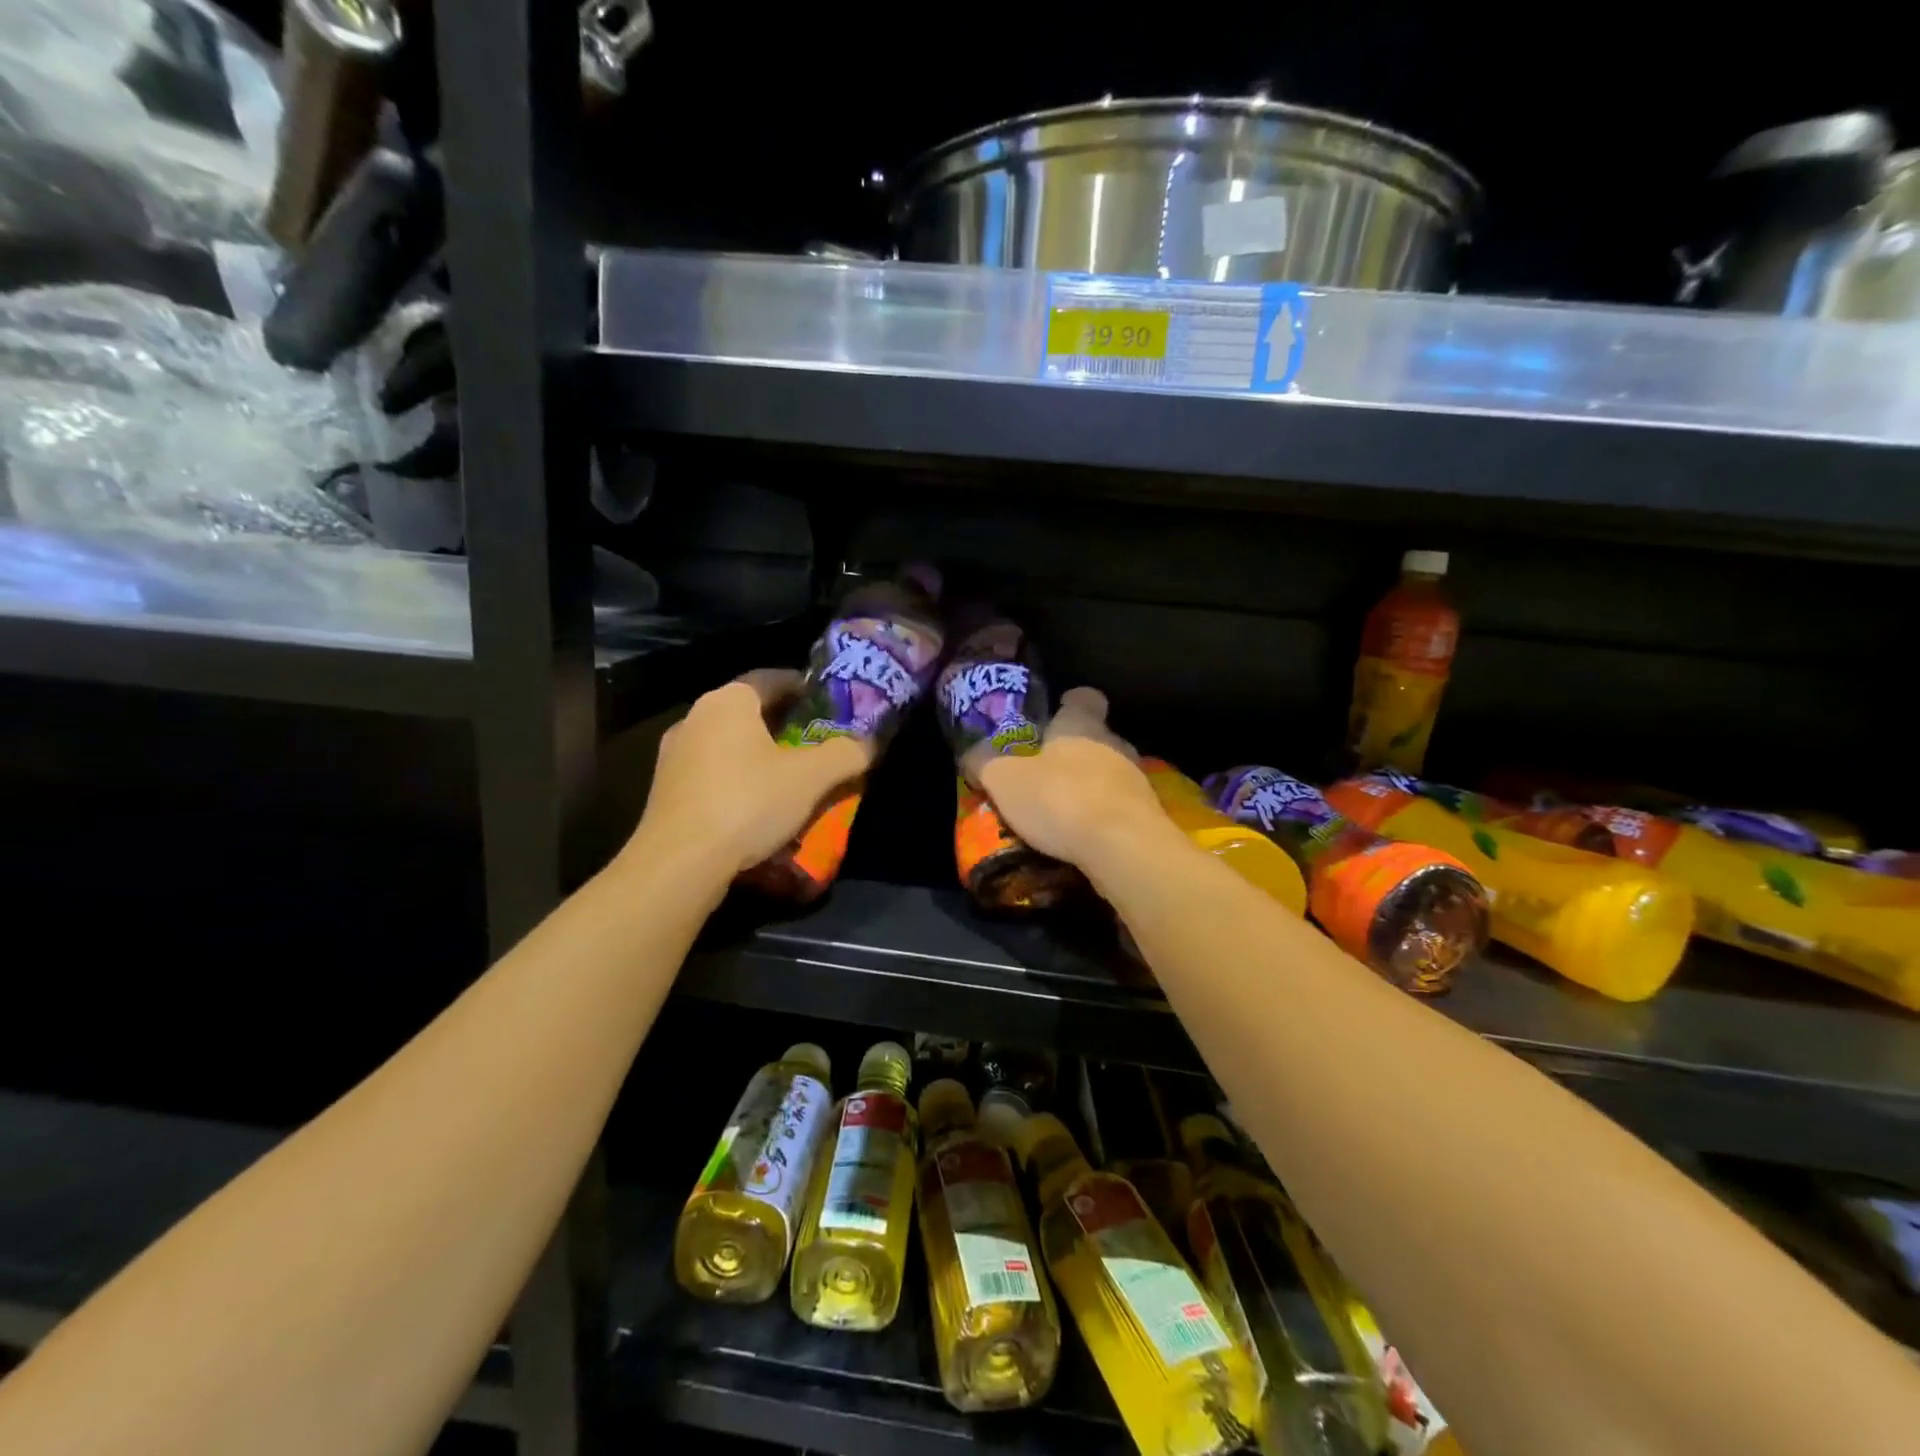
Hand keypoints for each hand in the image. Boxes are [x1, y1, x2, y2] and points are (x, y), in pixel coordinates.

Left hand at [636, 670, 873, 877]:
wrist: (679, 862)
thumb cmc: (748, 803)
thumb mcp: (811, 778)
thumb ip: (845, 754)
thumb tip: (869, 743)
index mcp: (729, 701)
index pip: (773, 678)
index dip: (805, 688)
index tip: (830, 704)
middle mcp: (696, 717)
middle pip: (750, 712)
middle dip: (786, 724)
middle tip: (818, 742)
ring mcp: (674, 754)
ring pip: (729, 744)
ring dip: (760, 754)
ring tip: (791, 776)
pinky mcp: (665, 789)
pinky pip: (712, 772)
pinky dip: (738, 779)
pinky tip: (756, 805)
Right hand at [968, 687, 1171, 871]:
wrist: (1123, 848)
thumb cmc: (1060, 798)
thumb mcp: (1005, 780)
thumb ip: (986, 764)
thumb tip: (971, 754)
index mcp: (1081, 725)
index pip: (1084, 698)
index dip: (1070, 702)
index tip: (1056, 712)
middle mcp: (1115, 744)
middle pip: (1096, 738)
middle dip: (1073, 752)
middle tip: (1044, 771)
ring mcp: (1136, 780)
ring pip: (1109, 773)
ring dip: (1088, 787)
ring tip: (1060, 810)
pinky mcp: (1147, 816)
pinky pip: (1119, 808)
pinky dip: (1101, 816)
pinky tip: (1082, 836)